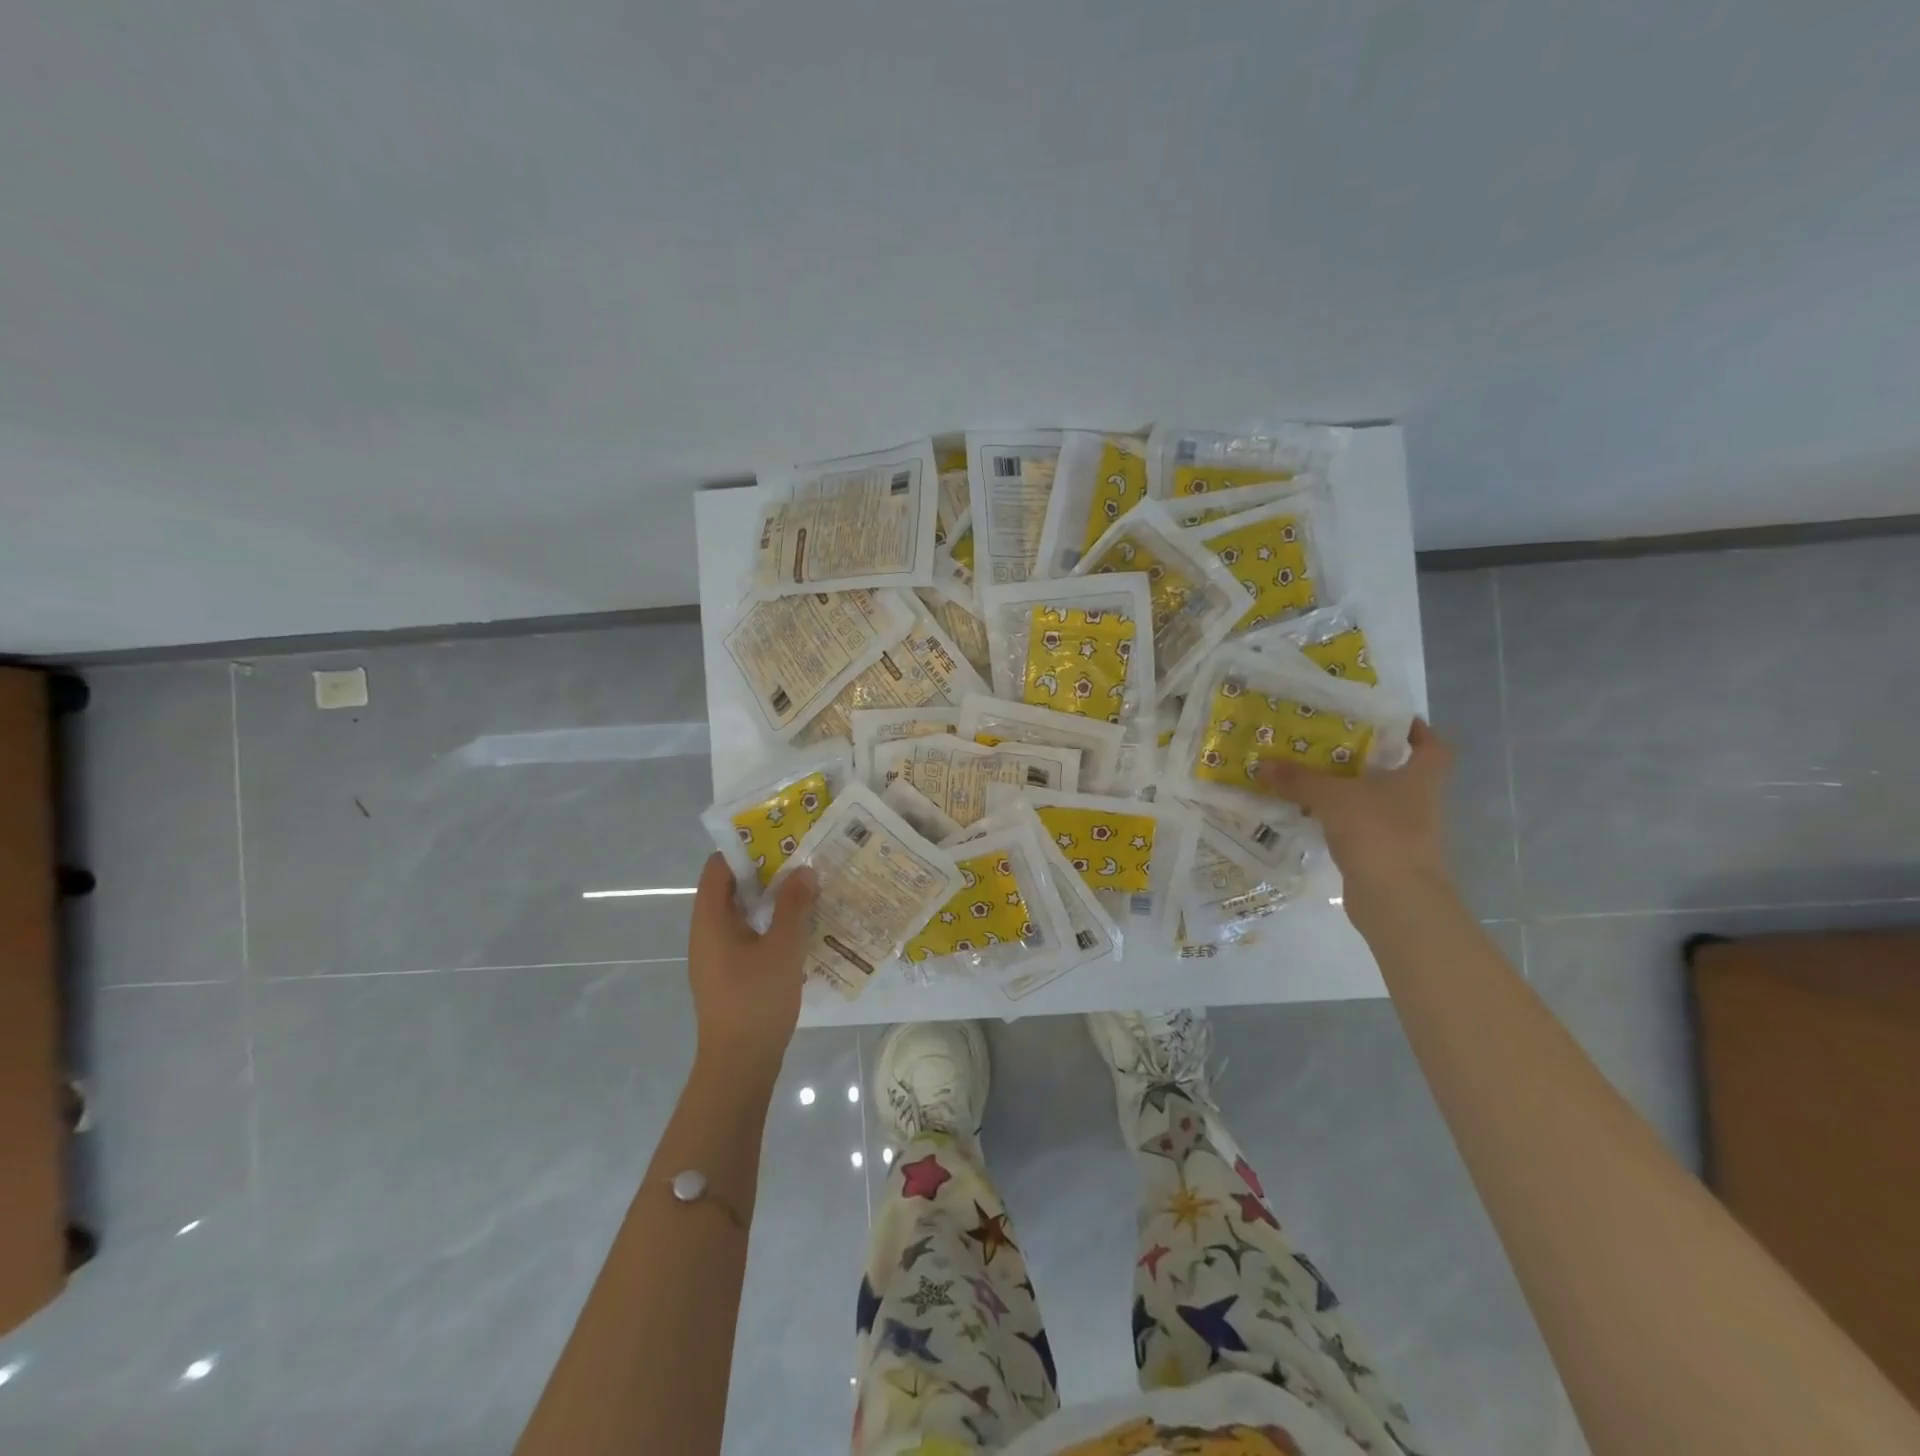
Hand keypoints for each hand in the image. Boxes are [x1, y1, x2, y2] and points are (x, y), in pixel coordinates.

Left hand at [686, 853, 816, 1076]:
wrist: (739, 1065)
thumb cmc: (756, 1000)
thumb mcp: (783, 948)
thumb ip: (793, 905)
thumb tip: (803, 870)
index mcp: (710, 920)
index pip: (718, 868)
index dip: (745, 848)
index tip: (779, 837)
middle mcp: (706, 933)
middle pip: (730, 889)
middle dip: (764, 872)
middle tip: (801, 860)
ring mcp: (715, 956)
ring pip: (741, 914)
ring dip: (769, 899)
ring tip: (805, 888)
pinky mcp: (728, 975)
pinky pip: (746, 936)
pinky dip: (768, 924)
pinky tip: (799, 928)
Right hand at [1257, 719, 1454, 895]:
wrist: (1396, 899)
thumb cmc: (1377, 832)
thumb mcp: (1332, 797)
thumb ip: (1299, 779)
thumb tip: (1264, 763)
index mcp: (1420, 779)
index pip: (1433, 747)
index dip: (1418, 731)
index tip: (1390, 721)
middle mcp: (1419, 803)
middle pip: (1400, 773)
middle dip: (1369, 759)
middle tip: (1331, 744)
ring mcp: (1405, 833)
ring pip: (1377, 802)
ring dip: (1351, 791)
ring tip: (1313, 777)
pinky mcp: (1385, 856)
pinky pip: (1361, 828)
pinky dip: (1341, 821)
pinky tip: (1313, 815)